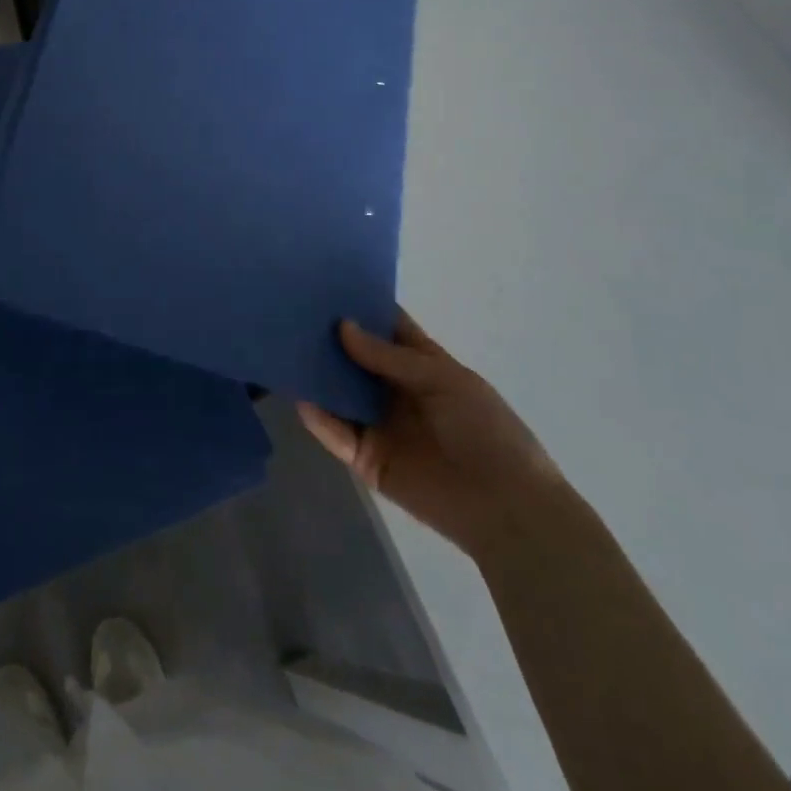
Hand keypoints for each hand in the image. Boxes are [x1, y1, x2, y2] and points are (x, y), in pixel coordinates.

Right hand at [298, 310, 567, 559]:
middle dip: (328, 338)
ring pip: (340, 394)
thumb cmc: (485, 430)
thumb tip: (342, 326)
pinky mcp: (366, 459)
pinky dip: (319, 419)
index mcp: (422, 365)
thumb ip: (389, 356)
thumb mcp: (443, 380)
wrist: (504, 506)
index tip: (326, 284)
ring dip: (318, 376)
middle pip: (355, 358)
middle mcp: (396, 390)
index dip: (363, 307)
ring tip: (285, 350)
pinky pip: (337, 434)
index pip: (388, 328)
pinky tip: (301, 400)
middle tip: (291, 313)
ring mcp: (379, 424)